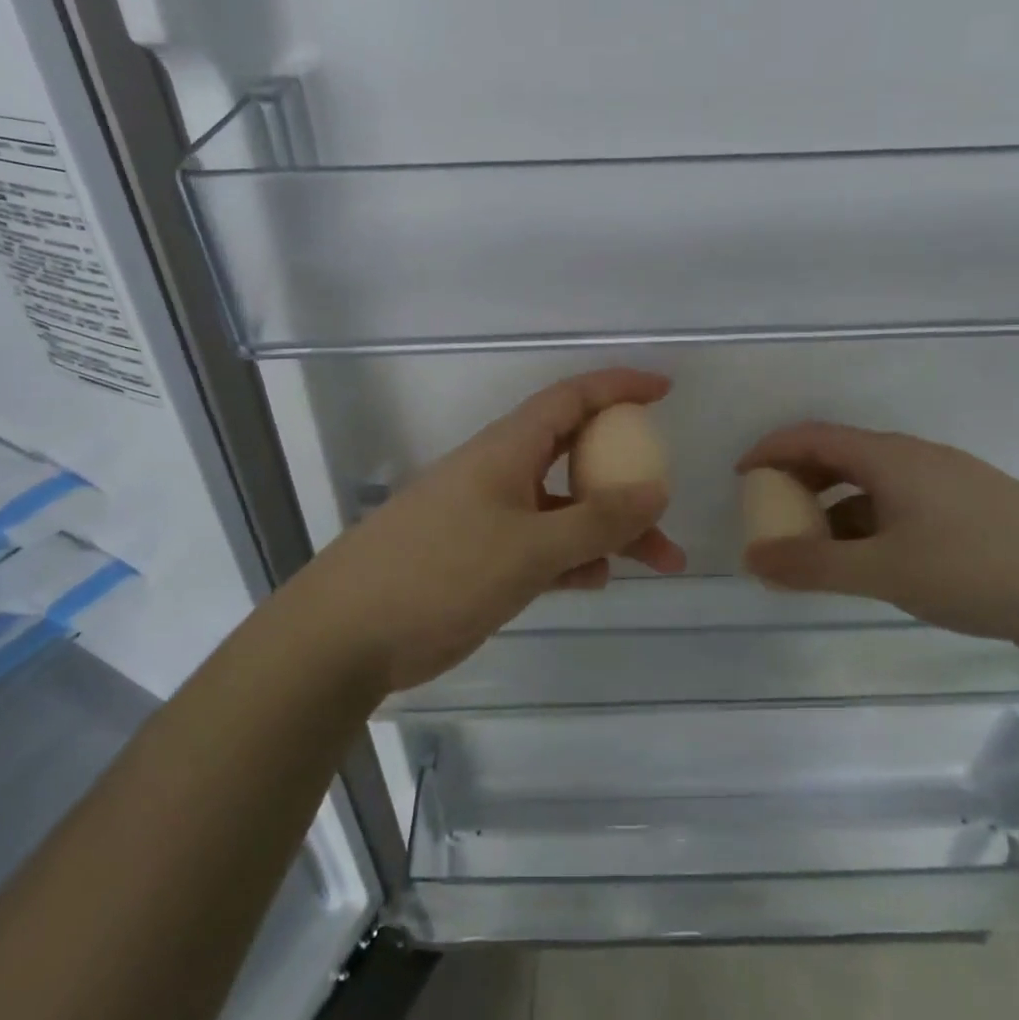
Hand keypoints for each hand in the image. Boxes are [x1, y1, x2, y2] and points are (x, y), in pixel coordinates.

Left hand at [293, 369, 684, 692]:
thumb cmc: (442, 571)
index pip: (571, 399)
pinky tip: (596, 581)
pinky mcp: (481, 559)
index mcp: (507, 449)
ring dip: (610, 530)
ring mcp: (489, 518)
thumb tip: (656, 490)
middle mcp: (501, 474)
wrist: (350, 632)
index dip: (618, 387)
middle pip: (576, 457)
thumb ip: (596, 520)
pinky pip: (542, 547)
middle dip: (627, 478)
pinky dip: (573, 559)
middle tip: (668, 504)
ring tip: (661, 563)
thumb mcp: (529, 547)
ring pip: (564, 510)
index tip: (664, 391)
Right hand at [737, 423, 1018, 659]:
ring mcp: (947, 485)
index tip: (740, 477)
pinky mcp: (970, 513)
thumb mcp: (885, 571)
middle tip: (770, 514)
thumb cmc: (979, 569)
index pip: (812, 437)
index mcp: (890, 458)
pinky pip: (897, 507)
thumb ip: (814, 565)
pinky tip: (867, 562)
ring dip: (832, 509)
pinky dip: (866, 526)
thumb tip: (753, 558)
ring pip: (870, 486)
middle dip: (797, 482)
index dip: (770, 451)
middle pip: (839, 457)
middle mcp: (915, 460)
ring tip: (811, 548)